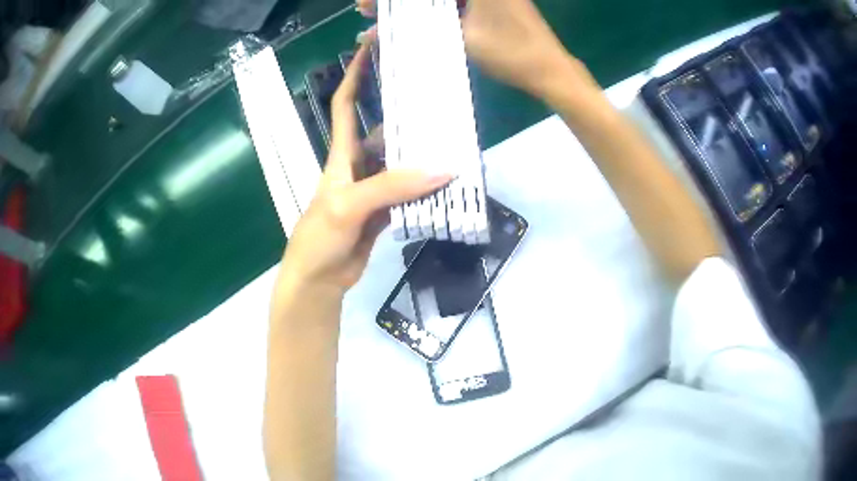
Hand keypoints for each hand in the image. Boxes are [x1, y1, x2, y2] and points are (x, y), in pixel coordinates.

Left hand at [277, 44, 452, 295]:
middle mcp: (356, 166)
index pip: (345, 105)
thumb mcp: (349, 206)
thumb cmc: (320, 237)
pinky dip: (425, 187)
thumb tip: (444, 168)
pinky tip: (447, 181)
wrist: (319, 280)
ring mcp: (372, 190)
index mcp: (340, 155)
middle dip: (403, 113)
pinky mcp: (383, 212)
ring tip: (452, 139)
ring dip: (421, 154)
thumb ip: (392, 186)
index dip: (354, 76)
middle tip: (436, 99)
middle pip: (381, 131)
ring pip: (399, 163)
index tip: (370, 49)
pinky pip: (408, 192)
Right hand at [355, 0, 589, 98]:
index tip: (367, 4)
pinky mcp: (491, 2)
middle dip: (397, 0)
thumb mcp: (461, 37)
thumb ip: (420, 27)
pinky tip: (412, 19)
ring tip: (381, 15)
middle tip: (367, 8)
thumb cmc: (511, 53)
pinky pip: (456, 2)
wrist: (550, 69)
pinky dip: (433, 9)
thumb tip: (378, 30)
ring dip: (412, 4)